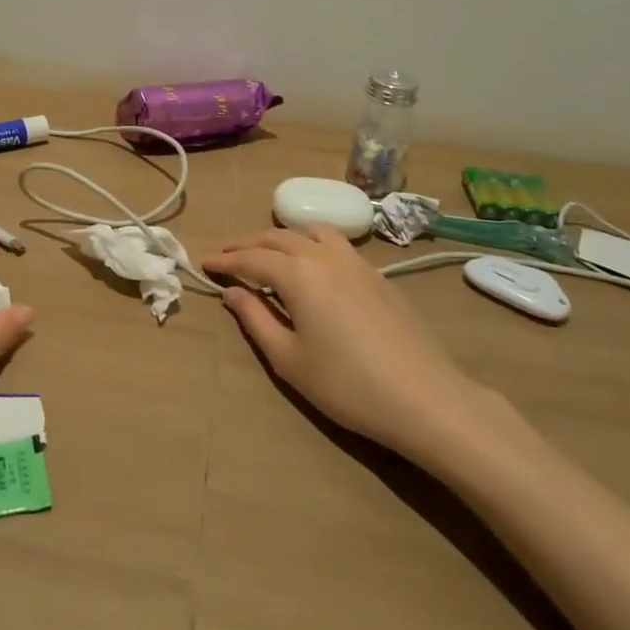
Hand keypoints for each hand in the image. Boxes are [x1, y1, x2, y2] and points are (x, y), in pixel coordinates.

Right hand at [206, 226, 506, 471]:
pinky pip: (335, 243)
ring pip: (309, 232)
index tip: (205, 264)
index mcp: (297, 274)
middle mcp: (323, 256)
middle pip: (277, 238)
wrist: (424, 398)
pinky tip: (312, 266)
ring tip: (269, 254)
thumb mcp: (289, 360)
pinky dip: (311, 243)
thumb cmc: (347, 385)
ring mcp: (355, 261)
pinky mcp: (377, 274)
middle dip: (248, 245)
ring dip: (281, 238)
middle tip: (228, 256)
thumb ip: (256, 320)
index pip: (250, 259)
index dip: (225, 261)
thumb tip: (233, 293)